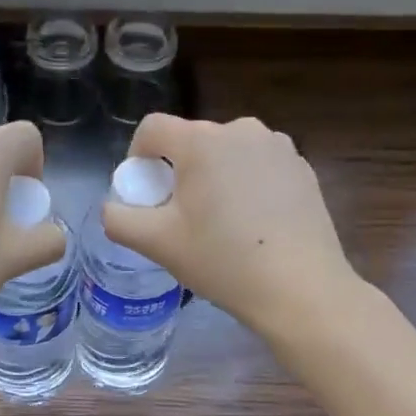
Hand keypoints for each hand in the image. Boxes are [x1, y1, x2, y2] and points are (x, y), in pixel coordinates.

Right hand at [103, 114, 360, 340]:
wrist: (300, 288)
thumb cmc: (222, 261)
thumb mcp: (157, 244)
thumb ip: (119, 219)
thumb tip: (113, 208)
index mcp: (201, 141)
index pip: (152, 127)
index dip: (137, 155)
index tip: (144, 192)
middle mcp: (241, 130)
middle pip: (192, 141)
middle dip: (178, 170)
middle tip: (180, 216)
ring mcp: (278, 147)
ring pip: (228, 153)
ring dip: (215, 176)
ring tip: (220, 222)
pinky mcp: (303, 168)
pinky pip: (260, 166)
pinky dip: (248, 185)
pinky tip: (255, 225)